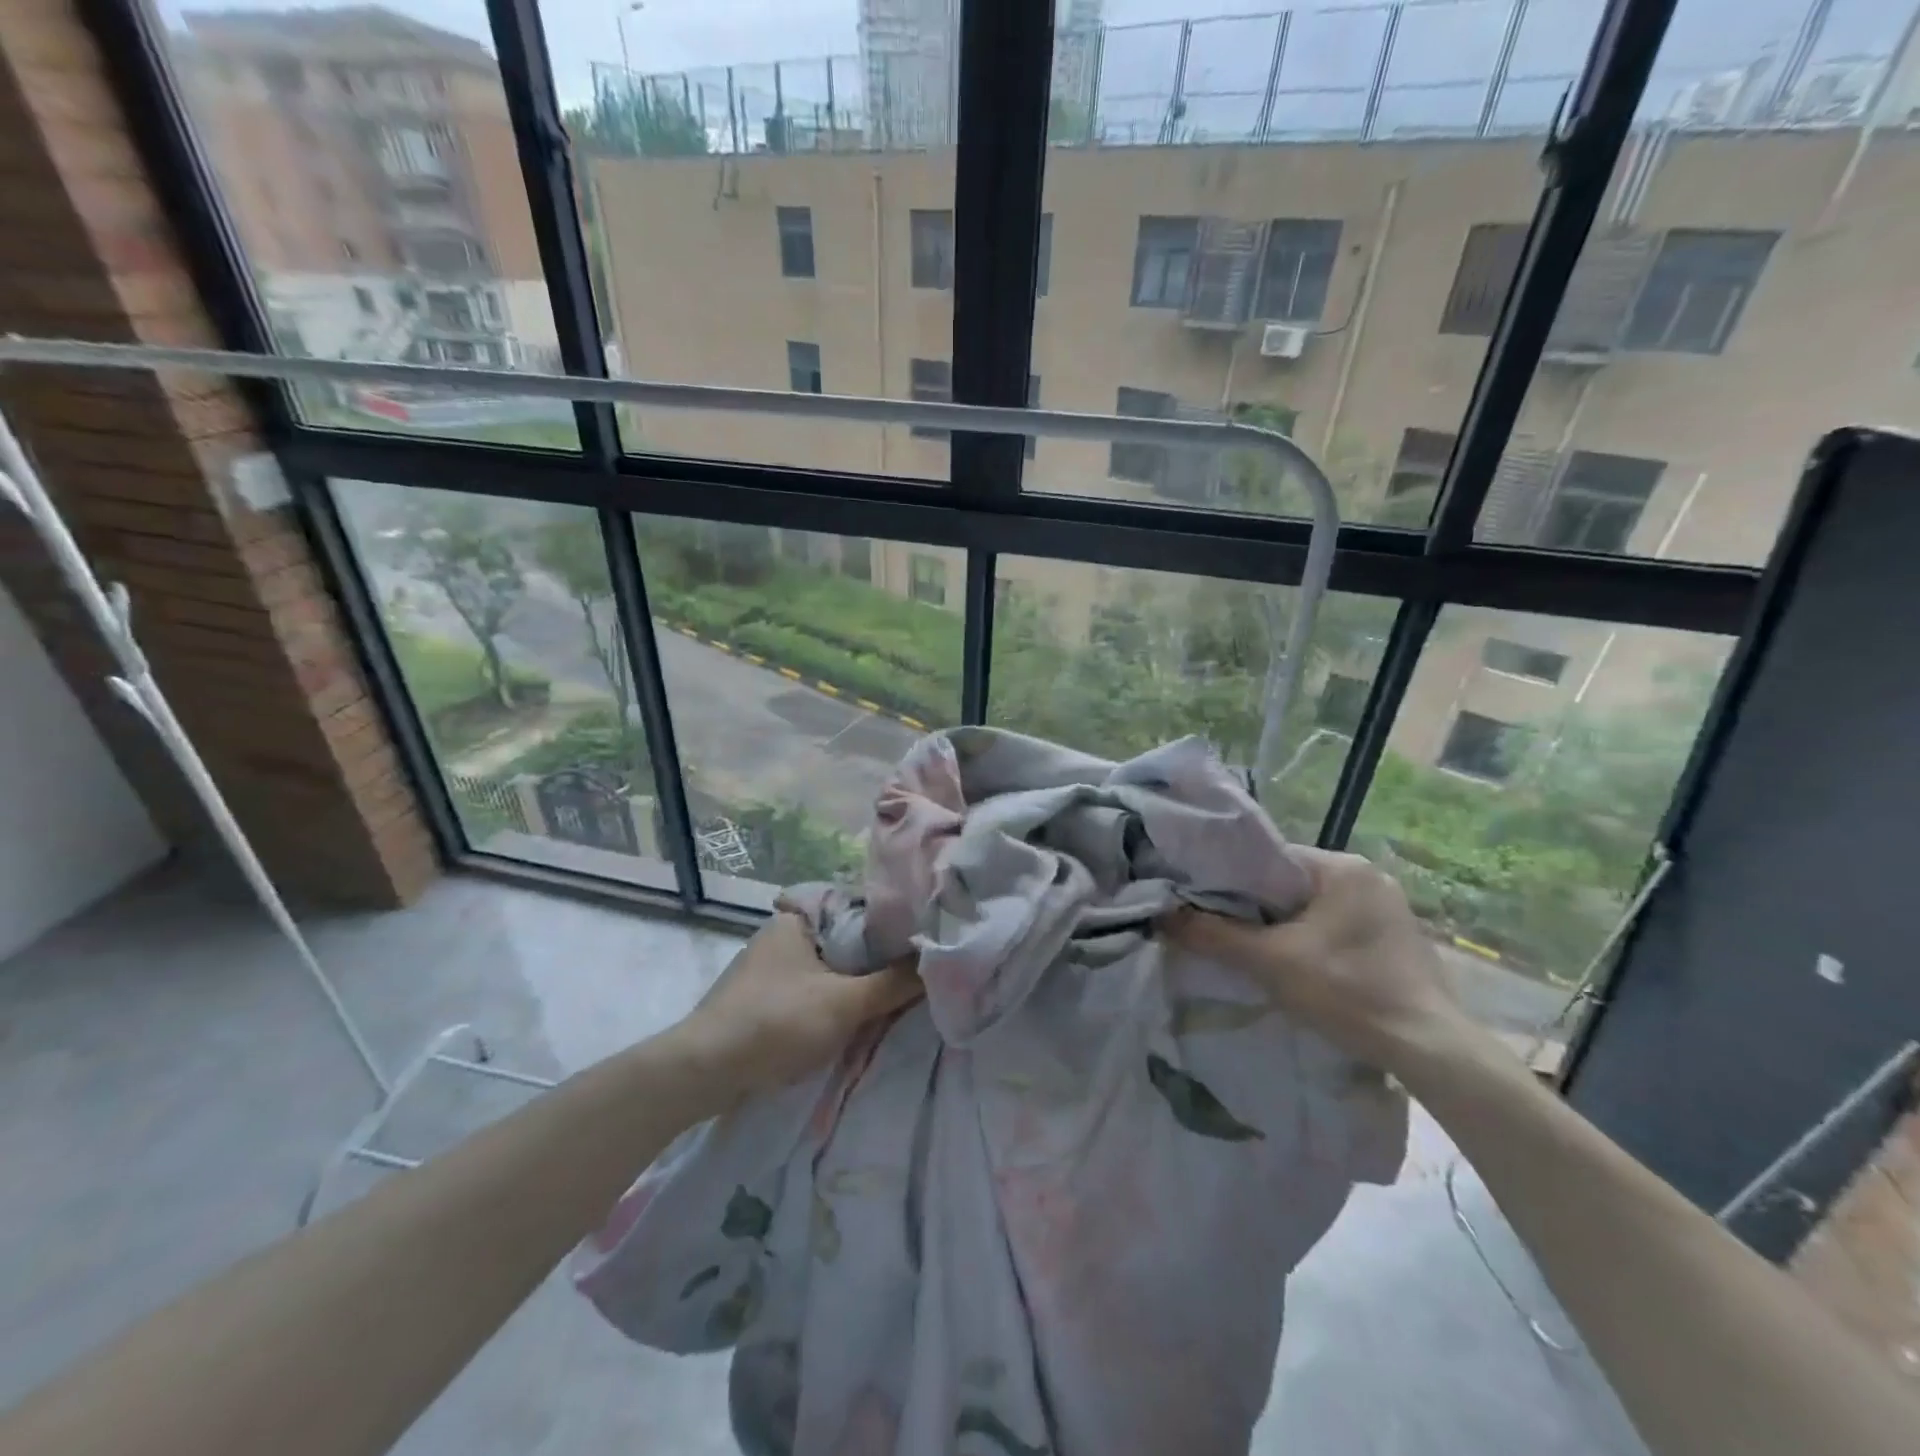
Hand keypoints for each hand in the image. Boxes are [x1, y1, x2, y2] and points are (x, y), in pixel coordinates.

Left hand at [674, 911, 921, 1100]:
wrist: (703, 1072)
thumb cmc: (777, 1022)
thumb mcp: (844, 1003)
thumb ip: (893, 983)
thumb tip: (939, 962)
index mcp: (798, 919)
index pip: (858, 909)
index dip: (893, 924)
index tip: (925, 939)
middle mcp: (782, 935)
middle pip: (846, 942)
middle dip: (877, 960)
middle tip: (917, 973)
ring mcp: (769, 969)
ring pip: (830, 970)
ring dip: (856, 986)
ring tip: (895, 996)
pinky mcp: (761, 1000)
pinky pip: (811, 992)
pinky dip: (833, 1002)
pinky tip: (854, 1019)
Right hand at [1164, 847, 1470, 1072]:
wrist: (1429, 1049)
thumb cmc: (1348, 991)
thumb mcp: (1270, 962)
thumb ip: (1214, 934)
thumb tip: (1162, 916)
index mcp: (1342, 866)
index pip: (1269, 859)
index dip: (1232, 880)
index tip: (1205, 903)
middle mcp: (1368, 875)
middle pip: (1289, 883)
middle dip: (1257, 907)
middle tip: (1224, 930)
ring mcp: (1387, 907)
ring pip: (1312, 907)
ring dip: (1283, 926)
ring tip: (1254, 950)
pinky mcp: (1396, 937)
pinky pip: (1336, 926)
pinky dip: (1311, 940)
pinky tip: (1298, 966)